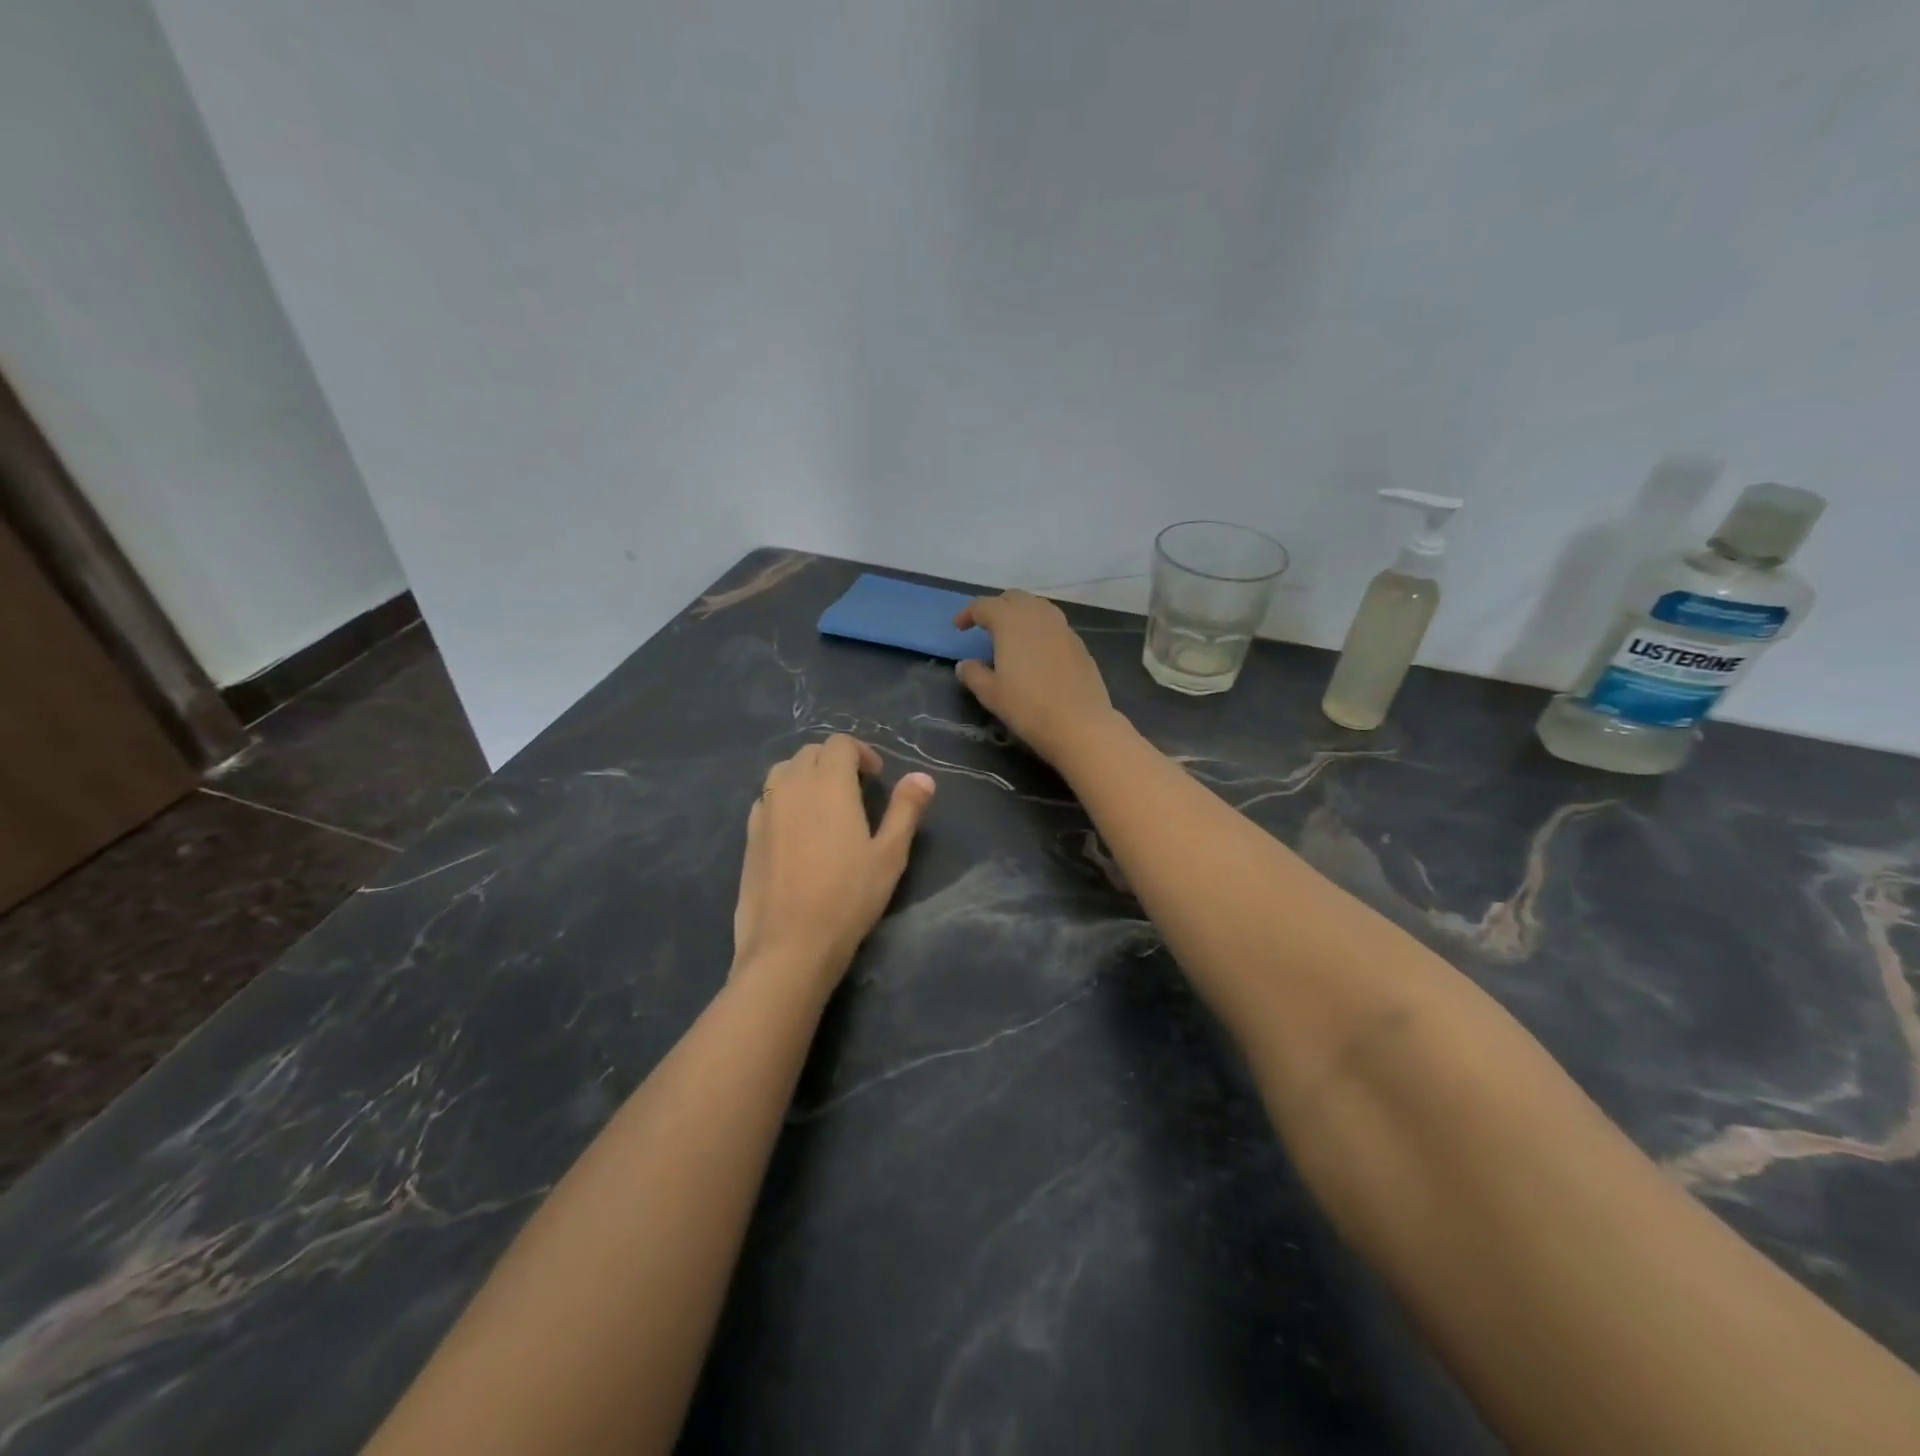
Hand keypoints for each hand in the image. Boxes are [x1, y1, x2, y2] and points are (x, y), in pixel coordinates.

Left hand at [732, 736, 935, 995]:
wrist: (789, 944)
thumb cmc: (848, 897)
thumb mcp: (890, 854)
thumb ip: (905, 810)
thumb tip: (923, 777)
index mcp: (828, 783)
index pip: (840, 743)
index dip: (861, 752)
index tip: (876, 777)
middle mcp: (792, 786)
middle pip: (810, 752)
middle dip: (834, 760)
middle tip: (856, 789)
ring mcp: (765, 809)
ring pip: (783, 771)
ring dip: (806, 775)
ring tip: (824, 803)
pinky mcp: (749, 834)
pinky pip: (767, 798)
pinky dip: (785, 797)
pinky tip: (797, 828)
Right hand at [954, 592, 1118, 765]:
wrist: (1080, 724)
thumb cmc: (1028, 707)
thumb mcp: (991, 694)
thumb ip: (973, 674)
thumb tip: (964, 664)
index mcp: (1010, 622)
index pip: (984, 606)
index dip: (968, 613)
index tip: (958, 628)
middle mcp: (1037, 615)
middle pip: (1013, 598)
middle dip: (996, 607)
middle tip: (984, 626)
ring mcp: (1062, 627)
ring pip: (1037, 607)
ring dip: (1020, 614)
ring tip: (1011, 635)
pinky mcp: (1078, 643)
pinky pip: (1053, 624)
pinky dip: (1039, 628)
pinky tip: (1036, 651)